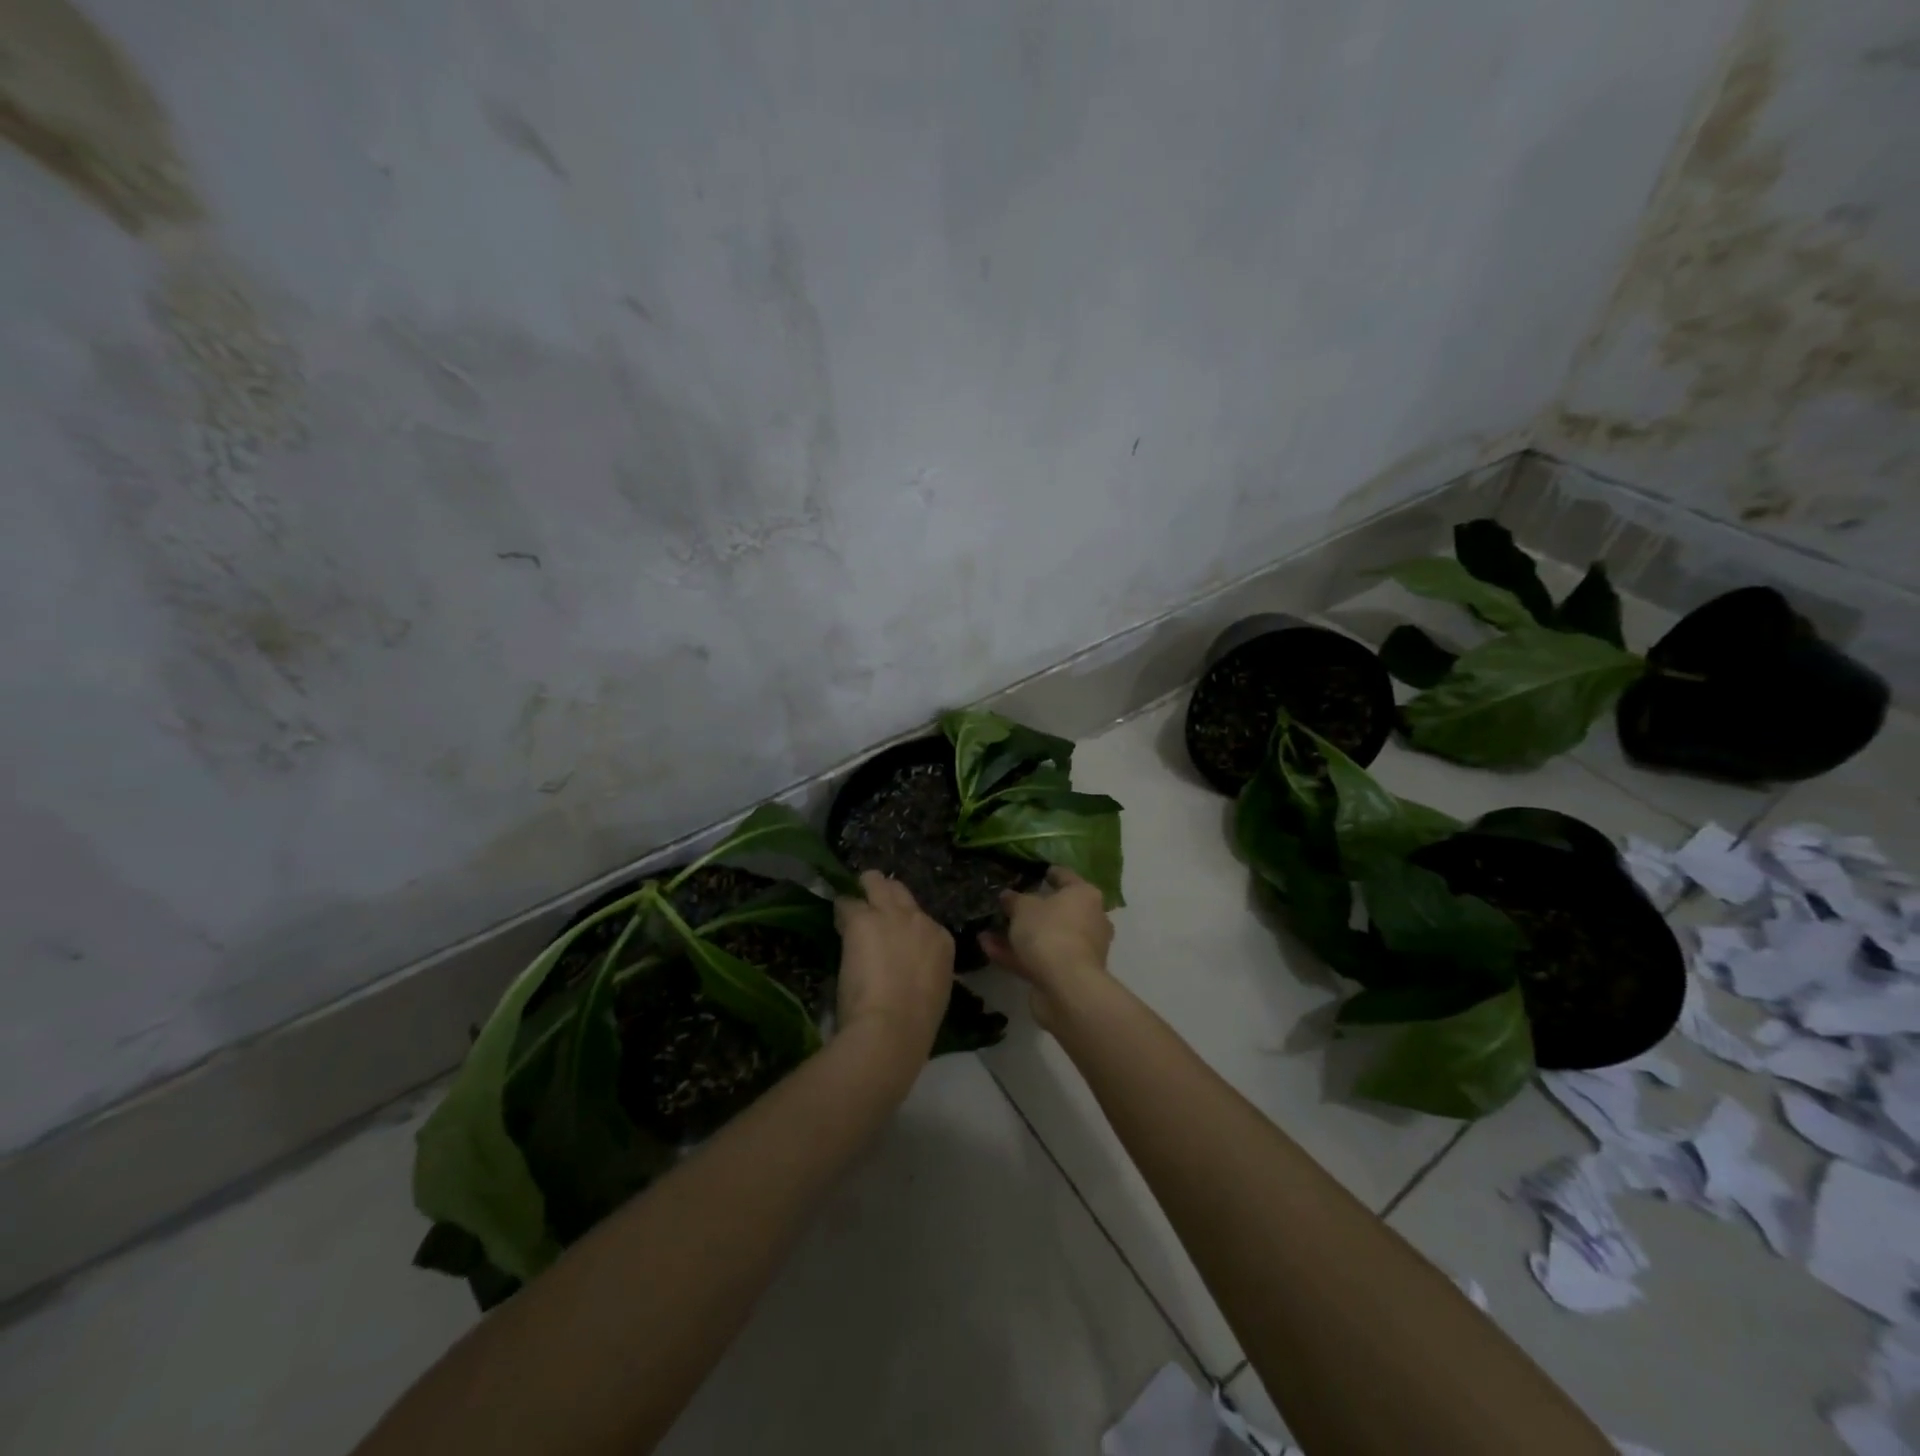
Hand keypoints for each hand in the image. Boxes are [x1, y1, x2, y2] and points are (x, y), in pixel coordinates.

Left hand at [833, 871, 954, 1061]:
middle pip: (899, 890)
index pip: (921, 919)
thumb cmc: (916, 1023)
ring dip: (862, 892)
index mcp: (941, 940)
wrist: (894, 1026)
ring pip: (874, 882)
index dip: (903, 926)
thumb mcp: (935, 991)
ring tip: (849, 907)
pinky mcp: (861, 919)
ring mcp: (890, 915)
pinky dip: (840, 912)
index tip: (891, 939)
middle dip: (884, 895)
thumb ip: (925, 971)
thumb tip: (911, 973)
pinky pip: (846, 903)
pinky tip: (836, 926)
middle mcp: (919, 919)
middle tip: (868, 913)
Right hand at [980, 867, 1114, 1031]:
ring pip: (1046, 937)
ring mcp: (1081, 950)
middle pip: (1058, 911)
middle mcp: (1090, 920)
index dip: (1049, 873)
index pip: (1066, 877)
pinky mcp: (1068, 974)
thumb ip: (1014, 900)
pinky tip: (988, 948)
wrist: (1066, 985)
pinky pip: (1040, 958)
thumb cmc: (1049, 931)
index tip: (1036, 872)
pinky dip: (1016, 954)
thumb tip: (1008, 896)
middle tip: (1008, 906)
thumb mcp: (1023, 908)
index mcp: (1085, 896)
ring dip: (1018, 935)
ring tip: (988, 930)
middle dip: (1032, 910)